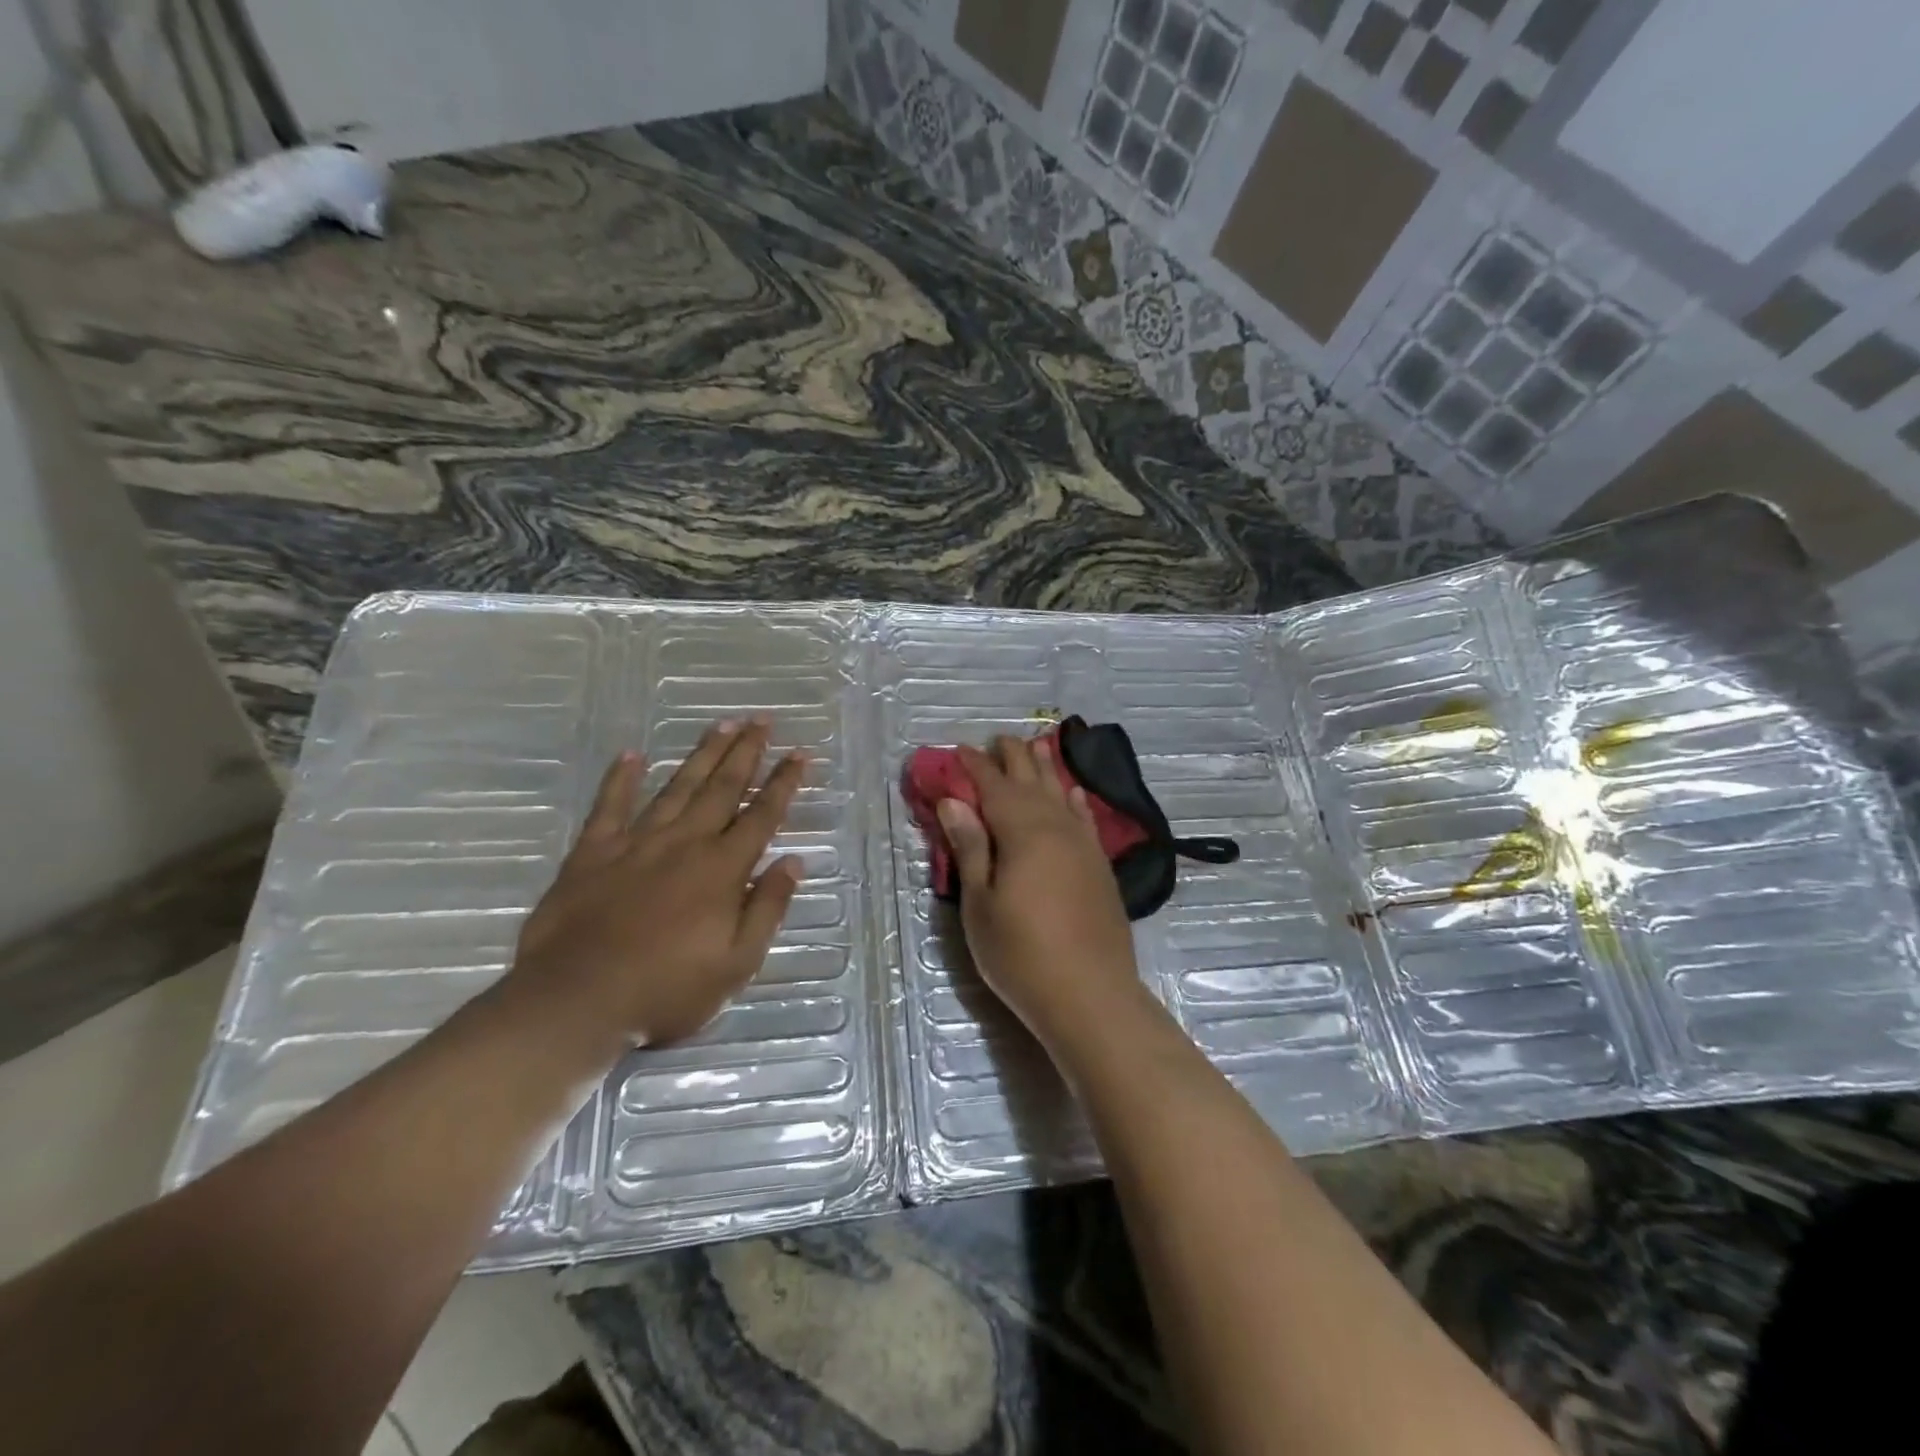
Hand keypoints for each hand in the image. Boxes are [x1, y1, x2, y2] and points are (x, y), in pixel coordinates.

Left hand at [502, 719, 806, 1056]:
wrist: (576, 1001)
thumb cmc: (666, 990)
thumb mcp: (736, 963)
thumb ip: (767, 908)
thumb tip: (793, 861)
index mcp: (722, 869)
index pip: (762, 815)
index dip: (784, 783)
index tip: (800, 753)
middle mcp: (685, 843)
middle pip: (722, 788)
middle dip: (746, 752)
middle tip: (763, 719)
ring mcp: (636, 843)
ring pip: (677, 787)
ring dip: (702, 754)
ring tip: (722, 724)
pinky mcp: (592, 853)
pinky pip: (609, 807)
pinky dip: (620, 779)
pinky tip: (631, 755)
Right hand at [938, 734, 1145, 1050]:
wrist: (1090, 994)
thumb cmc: (1021, 953)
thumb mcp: (980, 903)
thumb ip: (971, 847)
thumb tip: (955, 801)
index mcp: (1021, 831)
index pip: (993, 786)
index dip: (975, 765)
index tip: (960, 749)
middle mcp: (1056, 827)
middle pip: (1031, 781)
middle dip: (1013, 757)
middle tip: (997, 739)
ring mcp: (1083, 845)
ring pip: (1061, 793)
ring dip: (1046, 769)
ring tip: (1037, 747)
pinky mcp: (1099, 866)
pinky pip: (1085, 818)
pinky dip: (1076, 801)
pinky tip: (1073, 793)